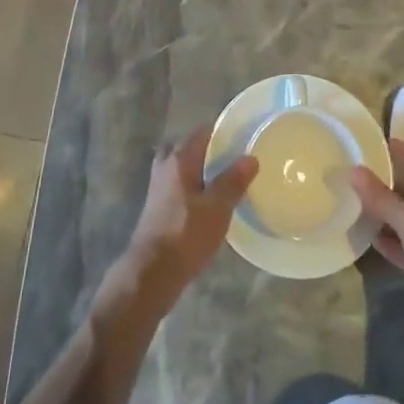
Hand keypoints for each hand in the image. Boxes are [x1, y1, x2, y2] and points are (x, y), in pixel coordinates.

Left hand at [108, 125, 257, 312]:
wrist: (152, 271)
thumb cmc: (186, 234)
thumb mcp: (218, 208)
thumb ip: (233, 181)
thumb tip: (250, 157)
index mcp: (180, 159)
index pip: (200, 132)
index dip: (220, 132)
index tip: (240, 139)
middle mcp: (165, 166)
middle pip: (186, 146)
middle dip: (205, 149)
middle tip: (228, 159)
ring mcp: (157, 186)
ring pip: (178, 166)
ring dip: (196, 168)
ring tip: (220, 179)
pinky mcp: (156, 206)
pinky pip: (175, 183)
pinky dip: (189, 185)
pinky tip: (205, 201)